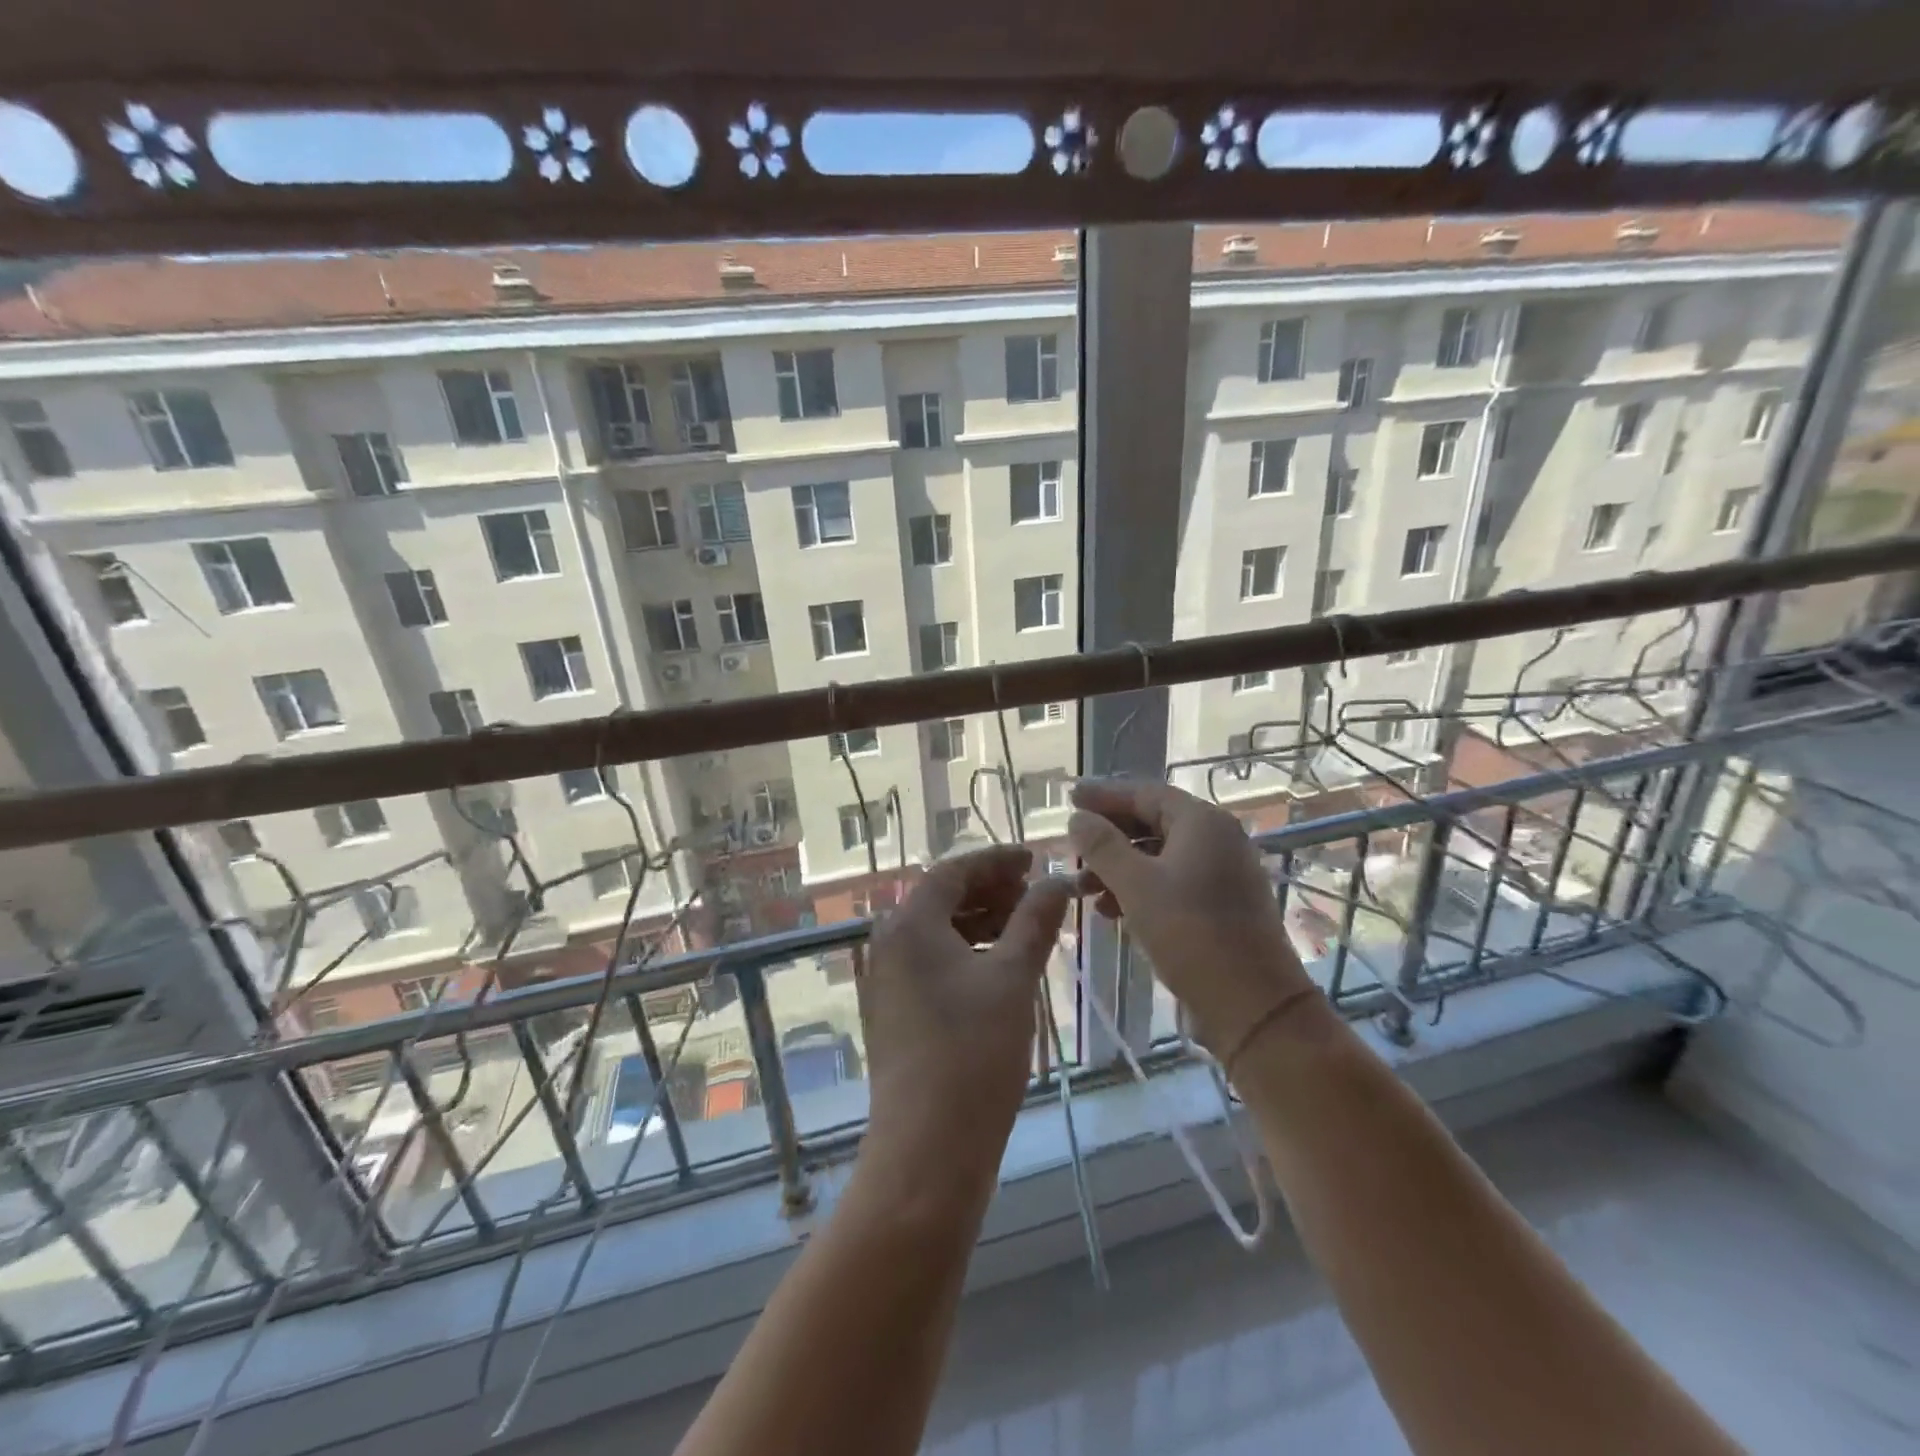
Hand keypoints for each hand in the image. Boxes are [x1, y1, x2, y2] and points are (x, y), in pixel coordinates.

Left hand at [859, 846, 1071, 1187]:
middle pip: (942, 898)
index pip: (953, 871)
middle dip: (991, 891)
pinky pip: (932, 963)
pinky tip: (1002, 967)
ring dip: (982, 922)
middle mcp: (888, 944)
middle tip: (1036, 894)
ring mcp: (888, 981)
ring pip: (938, 933)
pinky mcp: (895, 1012)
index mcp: (909, 925)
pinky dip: (968, 954)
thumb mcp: (1013, 978)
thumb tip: (1058, 880)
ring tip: (1027, 928)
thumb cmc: (973, 1052)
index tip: (1035, 859)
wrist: (928, 1149)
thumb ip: (1035, 920)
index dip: (996, 861)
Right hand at [1068, 779, 1323, 1056]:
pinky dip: (1140, 888)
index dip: (1104, 795)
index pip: (1144, 793)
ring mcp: (1224, 870)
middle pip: (1153, 821)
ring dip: (1120, 866)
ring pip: (1160, 854)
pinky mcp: (1223, 902)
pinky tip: (1111, 911)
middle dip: (1109, 836)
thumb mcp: (1136, 886)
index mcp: (1202, 822)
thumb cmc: (1190, 934)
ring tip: (1083, 889)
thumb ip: (1102, 846)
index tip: (1070, 798)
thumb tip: (1078, 818)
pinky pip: (1173, 879)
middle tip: (1073, 845)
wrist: (1253, 1005)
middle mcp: (1218, 837)